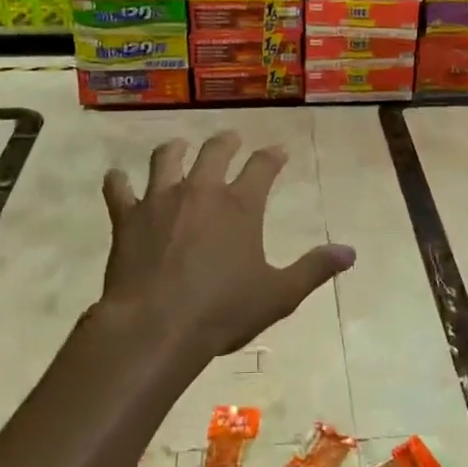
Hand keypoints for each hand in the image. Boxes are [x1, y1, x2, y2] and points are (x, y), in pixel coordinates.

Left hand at [97, 132, 354, 369]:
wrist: (155, 327)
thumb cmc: (222, 311)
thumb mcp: (279, 295)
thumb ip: (314, 269)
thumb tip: (350, 252)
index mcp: (240, 206)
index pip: (262, 167)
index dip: (272, 156)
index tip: (279, 151)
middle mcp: (201, 191)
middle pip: (214, 151)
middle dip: (226, 142)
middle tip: (230, 139)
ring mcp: (160, 200)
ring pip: (166, 159)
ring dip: (174, 150)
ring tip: (178, 147)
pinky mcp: (127, 218)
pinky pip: (119, 189)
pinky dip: (118, 182)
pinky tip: (118, 179)